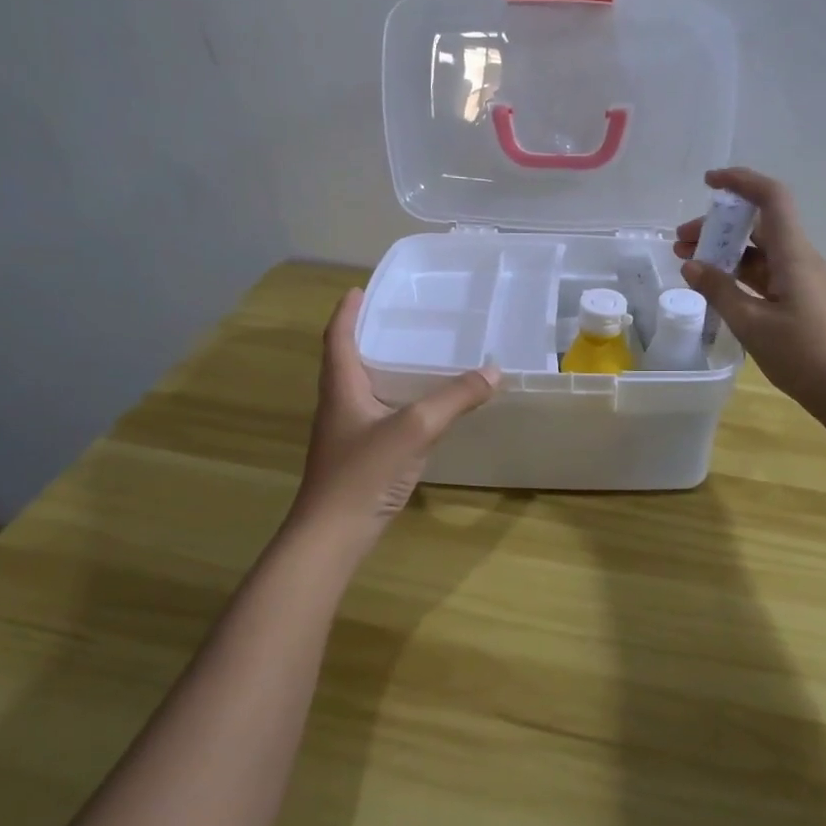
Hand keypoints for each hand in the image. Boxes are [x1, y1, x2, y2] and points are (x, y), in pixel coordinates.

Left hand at [288, 290, 498, 544]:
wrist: (333, 535)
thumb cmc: (363, 473)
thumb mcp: (414, 428)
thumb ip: (454, 399)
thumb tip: (493, 371)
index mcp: (341, 387)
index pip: (338, 338)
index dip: (346, 311)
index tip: (359, 290)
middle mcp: (339, 405)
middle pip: (348, 360)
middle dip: (368, 336)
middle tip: (398, 319)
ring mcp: (347, 433)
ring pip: (364, 389)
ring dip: (382, 368)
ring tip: (413, 355)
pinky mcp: (359, 456)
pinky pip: (378, 415)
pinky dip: (396, 401)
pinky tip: (420, 409)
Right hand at [675, 167, 825, 425]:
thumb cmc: (803, 354)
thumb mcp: (752, 323)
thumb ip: (719, 290)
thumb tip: (691, 265)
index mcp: (793, 255)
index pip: (771, 198)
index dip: (740, 181)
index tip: (707, 182)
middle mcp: (799, 259)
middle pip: (758, 226)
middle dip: (718, 227)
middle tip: (680, 242)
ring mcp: (801, 281)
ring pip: (759, 253)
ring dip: (725, 253)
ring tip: (688, 264)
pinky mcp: (800, 302)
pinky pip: (765, 275)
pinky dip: (738, 275)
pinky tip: (715, 288)